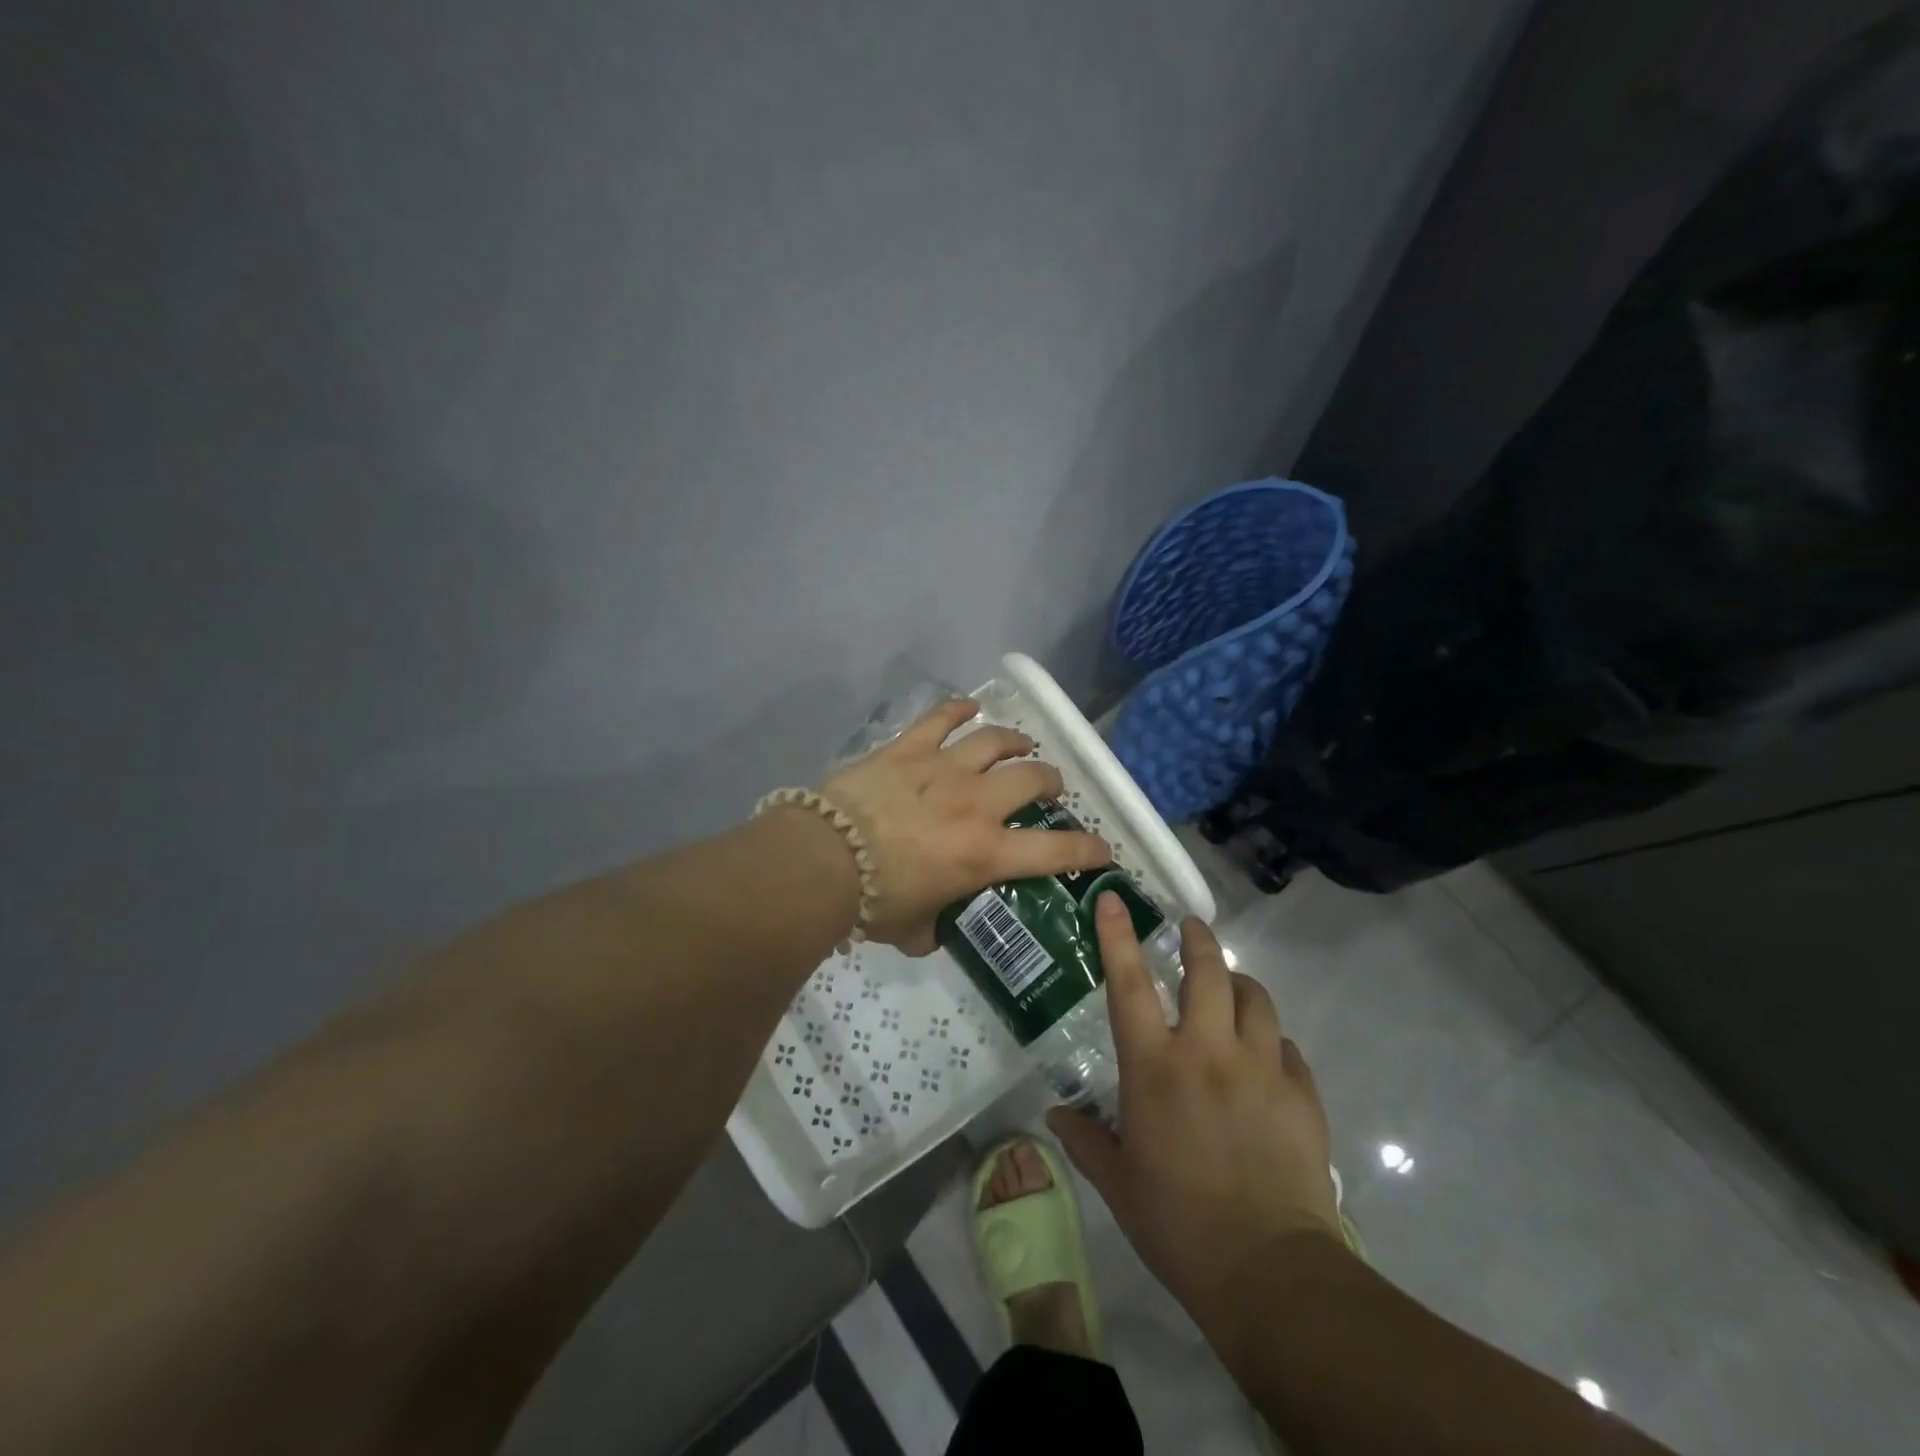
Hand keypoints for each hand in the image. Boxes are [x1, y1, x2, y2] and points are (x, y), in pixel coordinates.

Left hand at [820, 697, 1110, 953]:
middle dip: (1050, 782)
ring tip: (1021, 745)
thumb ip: (936, 929)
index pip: (1055, 851)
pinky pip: (941, 718)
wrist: (822, 859)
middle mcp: (976, 804)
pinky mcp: (908, 749)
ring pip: (994, 741)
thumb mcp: (914, 931)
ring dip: (1015, 742)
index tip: (1101, 849)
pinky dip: (959, 709)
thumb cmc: (872, 903)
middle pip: (1031, 778)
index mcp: (985, 853)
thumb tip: (938, 928)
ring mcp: (943, 768)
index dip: (1087, 849)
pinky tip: (969, 707)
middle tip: (1049, 789)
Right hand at [1048, 897, 1345, 1340]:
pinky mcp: (1301, 1093)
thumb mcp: (1118, 1184)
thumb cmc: (1178, 1225)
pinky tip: (1267, 1058)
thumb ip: (1085, 1141)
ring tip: (1232, 989)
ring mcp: (1260, 1068)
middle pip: (1207, 972)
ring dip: (1240, 985)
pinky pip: (1287, 1047)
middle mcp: (1207, 1052)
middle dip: (1198, 940)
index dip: (1118, 936)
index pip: (1129, 985)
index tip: (1114, 898)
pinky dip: (1272, 1041)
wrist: (1269, 1273)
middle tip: (1192, 927)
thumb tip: (1055, 1116)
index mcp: (1154, 1068)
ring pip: (1255, 999)